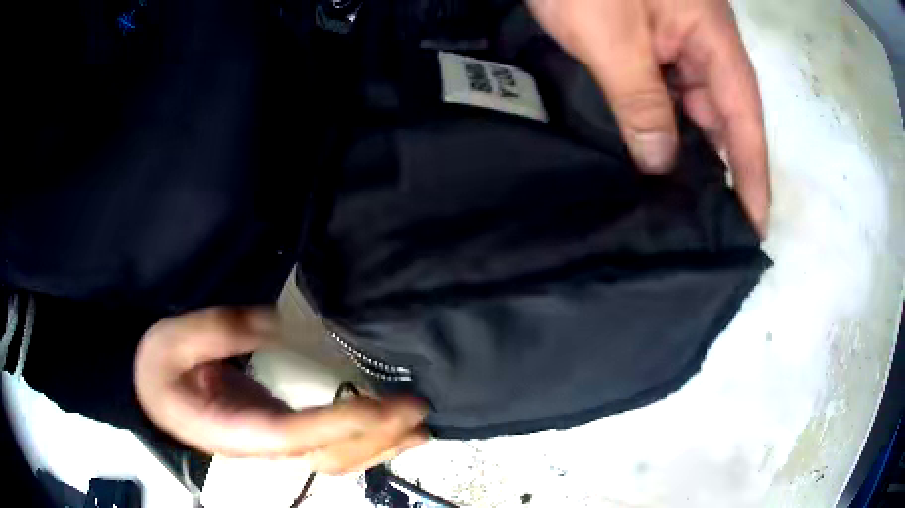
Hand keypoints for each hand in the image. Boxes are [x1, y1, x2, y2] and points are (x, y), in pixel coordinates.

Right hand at [135, 307, 427, 473]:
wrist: (153, 393)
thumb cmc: (159, 368)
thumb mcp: (174, 338)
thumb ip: (219, 329)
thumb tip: (277, 321)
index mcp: (235, 429)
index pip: (298, 434)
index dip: (344, 424)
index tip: (388, 407)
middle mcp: (263, 445)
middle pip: (328, 455)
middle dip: (376, 438)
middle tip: (418, 413)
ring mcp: (274, 443)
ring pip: (334, 459)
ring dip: (378, 447)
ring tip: (418, 430)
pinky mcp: (278, 433)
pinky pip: (328, 447)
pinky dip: (361, 441)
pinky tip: (384, 430)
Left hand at [528, 0, 769, 233]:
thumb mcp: (613, 42)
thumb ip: (640, 101)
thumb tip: (659, 161)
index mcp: (712, 42)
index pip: (745, 122)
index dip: (753, 177)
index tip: (755, 227)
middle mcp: (702, 45)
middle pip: (720, 118)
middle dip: (718, 170)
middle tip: (706, 226)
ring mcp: (673, 40)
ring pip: (689, 106)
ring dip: (684, 148)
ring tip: (675, 202)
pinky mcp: (645, 39)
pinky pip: (661, 90)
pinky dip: (657, 121)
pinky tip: (647, 152)